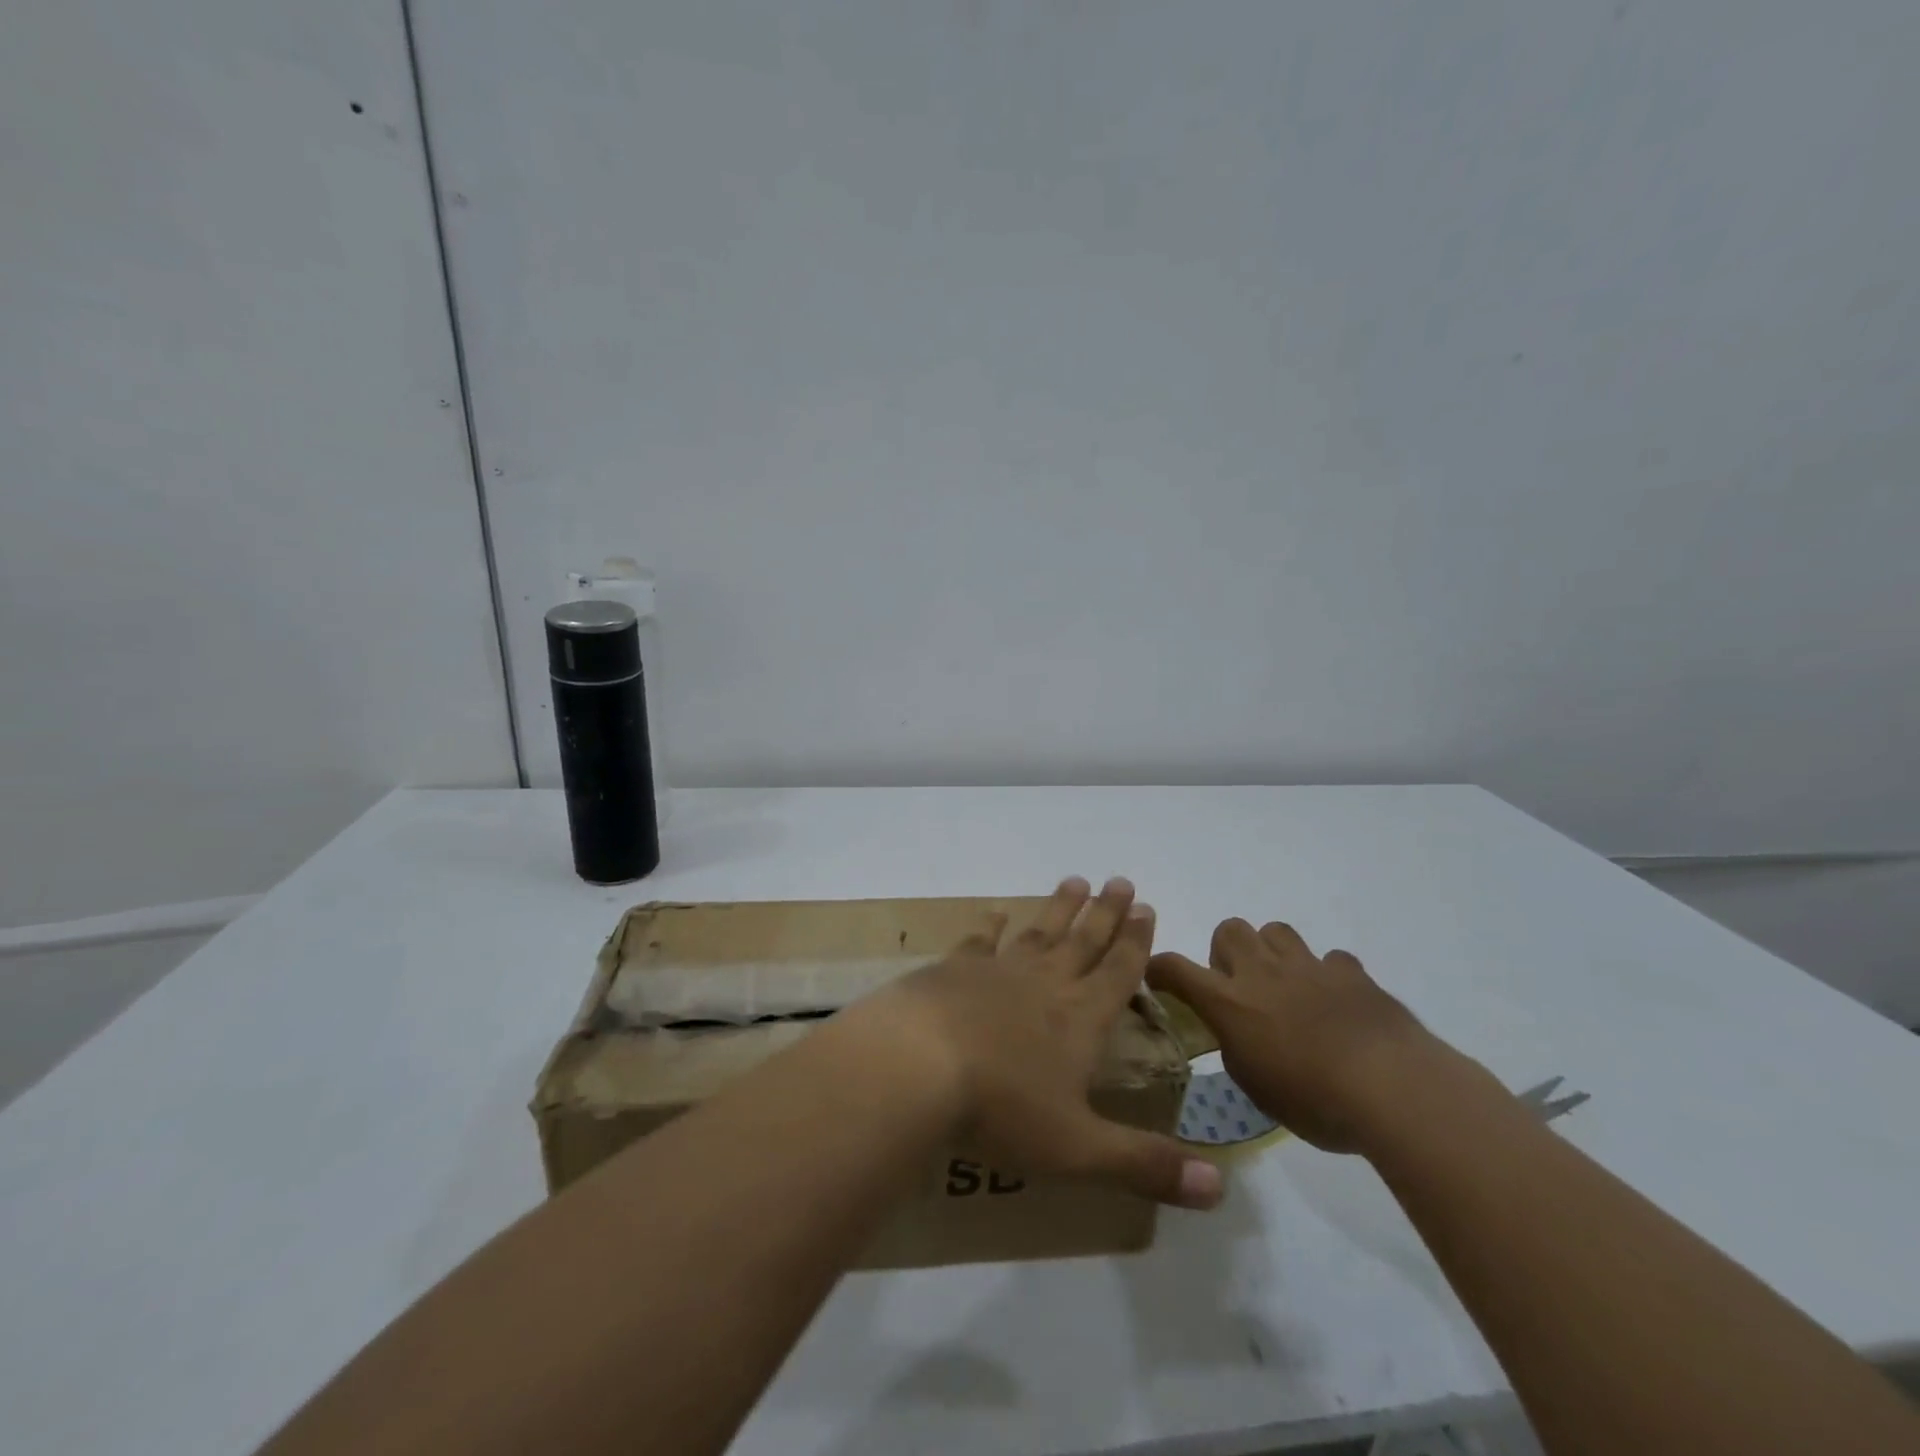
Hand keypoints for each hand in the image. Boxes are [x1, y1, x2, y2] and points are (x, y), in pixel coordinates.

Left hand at [848, 877, 1223, 1210]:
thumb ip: (1146, 1164)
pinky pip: (979, 942)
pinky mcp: (953, 969)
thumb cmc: (1001, 1108)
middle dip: (1106, 913)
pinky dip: (990, 926)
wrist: (917, 1065)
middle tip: (1121, 881)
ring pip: (1039, 932)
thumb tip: (1220, 1188)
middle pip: (1084, 941)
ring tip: (1075, 880)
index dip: (1136, 942)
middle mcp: (1045, 984)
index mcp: (1080, 1020)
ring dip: (1060, 907)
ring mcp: (997, 971)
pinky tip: (995, 913)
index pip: (1119, 973)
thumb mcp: (1079, 1149)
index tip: (1147, 907)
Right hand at [1147, 919, 1449, 1153]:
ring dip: (1273, 953)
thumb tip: (1236, 1035)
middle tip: (1240, 986)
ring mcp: (1307, 966)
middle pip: (1229, 929)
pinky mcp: (1349, 972)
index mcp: (1228, 1001)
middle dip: (1227, 952)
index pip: (1175, 969)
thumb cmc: (1313, 1100)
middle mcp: (1261, 972)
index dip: (1160, 969)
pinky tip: (1336, 1002)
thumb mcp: (1255, 1087)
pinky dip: (1327, 976)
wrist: (1391, 1086)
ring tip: (1286, 986)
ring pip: (1276, 931)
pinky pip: (1330, 960)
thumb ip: (1237, 1049)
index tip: (1158, 979)